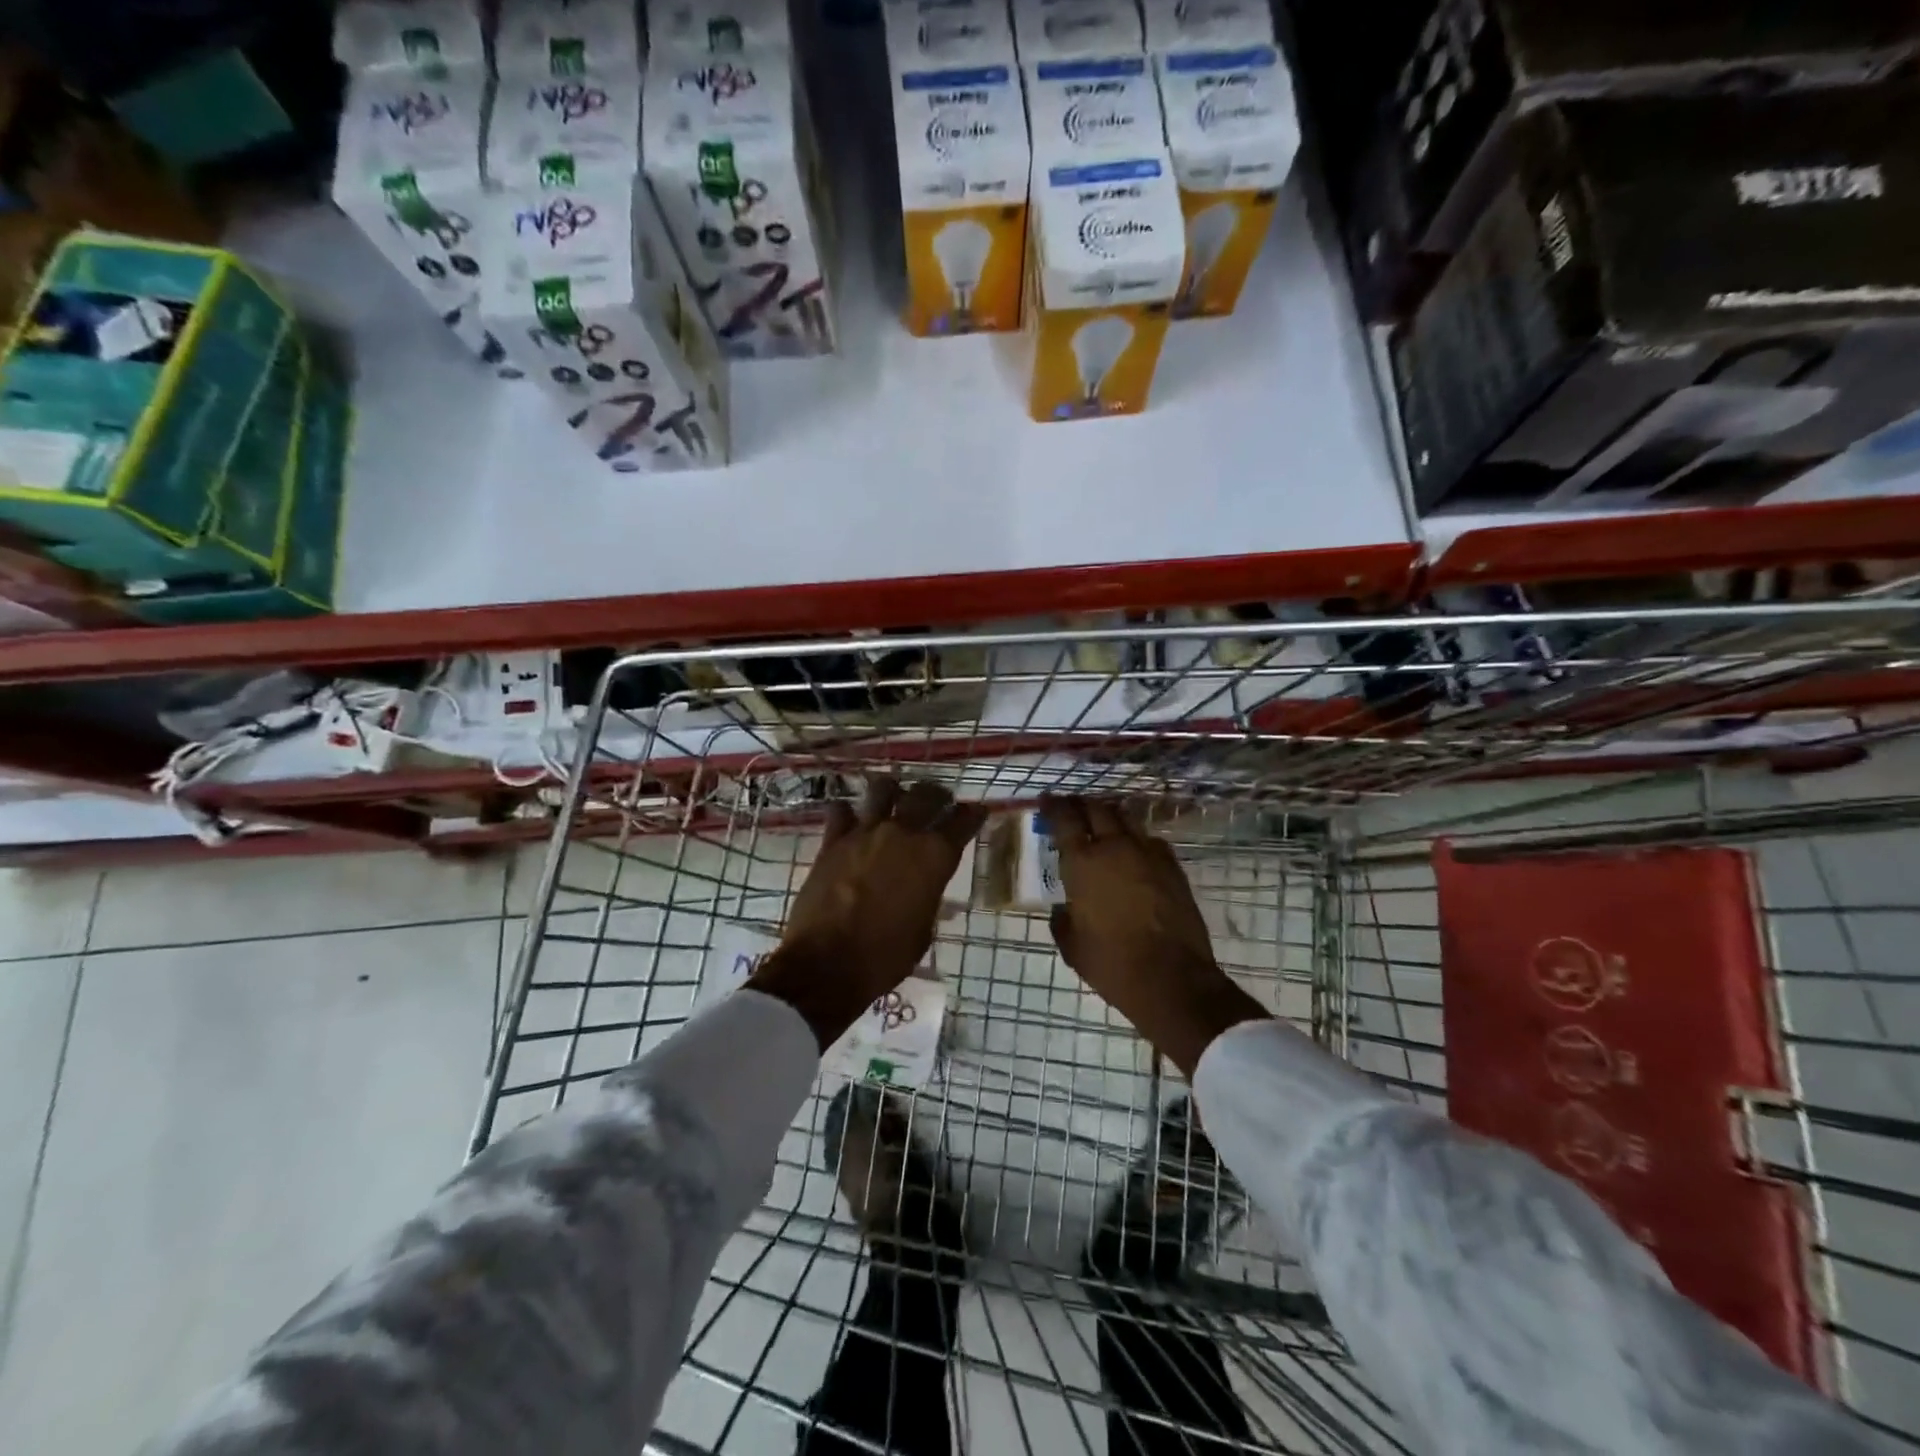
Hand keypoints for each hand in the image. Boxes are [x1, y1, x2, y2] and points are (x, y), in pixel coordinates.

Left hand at [749, 778, 985, 1048]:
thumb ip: (927, 898)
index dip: (972, 815)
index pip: (962, 822)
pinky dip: (847, 812)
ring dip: (891, 790)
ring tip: (893, 796)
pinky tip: (849, 819)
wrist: (827, 963)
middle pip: (925, 795)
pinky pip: (840, 811)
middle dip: (936, 794)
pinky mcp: (832, 841)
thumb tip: (924, 890)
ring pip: (882, 790)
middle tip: (938, 798)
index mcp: (934, 858)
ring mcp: (865, 833)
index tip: (977, 810)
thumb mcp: (922, 932)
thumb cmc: (885, 957)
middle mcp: (903, 834)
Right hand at [1044, 796, 1266, 1074]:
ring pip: (1126, 819)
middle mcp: (1115, 848)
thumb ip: (1063, 919)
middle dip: (1081, 804)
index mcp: (1083, 863)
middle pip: (1097, 809)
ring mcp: (1148, 854)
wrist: (1172, 978)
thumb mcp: (1072, 945)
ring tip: (1102, 820)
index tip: (1046, 799)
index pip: (1065, 820)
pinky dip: (1137, 838)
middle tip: (1072, 806)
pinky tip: (1134, 849)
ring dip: (1110, 815)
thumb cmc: (1111, 964)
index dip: (1054, 806)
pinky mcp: (1173, 867)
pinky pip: (1150, 840)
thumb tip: (1064, 908)